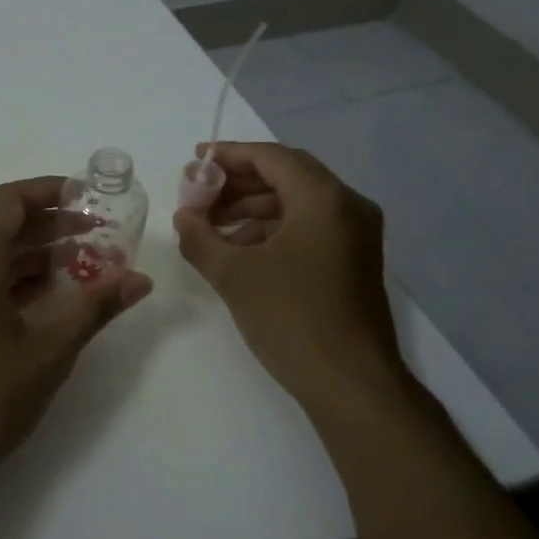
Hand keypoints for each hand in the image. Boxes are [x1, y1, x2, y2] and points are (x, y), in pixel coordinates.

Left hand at [0, 176, 152, 503]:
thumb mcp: (47, 352)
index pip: (8, 201)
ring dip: (35, 258)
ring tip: (86, 267)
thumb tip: (138, 279)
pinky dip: (14, 283)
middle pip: (1, 228)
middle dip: (51, 227)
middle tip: (101, 236)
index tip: (89, 197)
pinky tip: (49, 300)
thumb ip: (94, 307)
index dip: (50, 191)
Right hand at [172, 143, 400, 399]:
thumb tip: (183, 217)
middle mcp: (347, 207)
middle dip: (238, 182)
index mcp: (324, 199)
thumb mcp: (233, 274)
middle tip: (199, 194)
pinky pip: (308, 228)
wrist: (351, 383)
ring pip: (296, 204)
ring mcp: (355, 236)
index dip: (229, 155)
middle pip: (286, 176)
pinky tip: (239, 250)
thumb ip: (200, 237)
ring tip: (210, 225)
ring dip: (252, 208)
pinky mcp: (353, 262)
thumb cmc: (291, 318)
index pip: (272, 158)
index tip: (195, 162)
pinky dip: (272, 230)